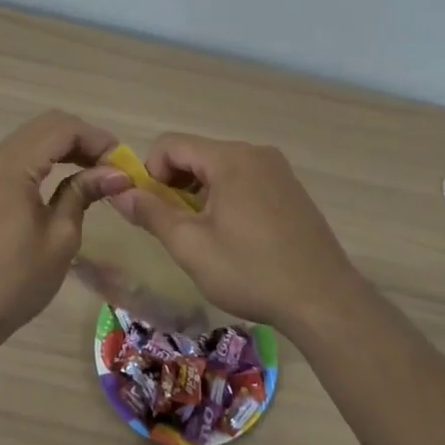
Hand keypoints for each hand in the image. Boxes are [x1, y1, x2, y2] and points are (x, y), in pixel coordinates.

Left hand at [0, 111, 132, 343]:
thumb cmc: (14, 281)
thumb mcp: (60, 237)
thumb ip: (84, 193)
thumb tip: (116, 173)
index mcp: (12, 165)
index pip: (63, 128)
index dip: (98, 139)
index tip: (123, 164)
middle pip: (47, 126)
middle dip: (83, 139)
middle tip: (111, 168)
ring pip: (31, 139)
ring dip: (64, 148)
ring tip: (94, 175)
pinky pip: (17, 157)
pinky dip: (45, 160)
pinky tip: (64, 182)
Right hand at [110, 135, 366, 332]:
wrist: (324, 300)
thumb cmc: (251, 271)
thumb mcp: (191, 246)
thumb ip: (151, 213)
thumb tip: (119, 192)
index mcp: (230, 158)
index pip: (171, 144)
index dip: (149, 173)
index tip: (151, 211)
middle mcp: (255, 153)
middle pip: (197, 154)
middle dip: (175, 186)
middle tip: (175, 229)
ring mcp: (278, 170)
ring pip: (220, 169)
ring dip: (200, 195)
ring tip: (205, 238)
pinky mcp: (291, 189)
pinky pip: (245, 180)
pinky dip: (227, 199)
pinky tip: (235, 238)